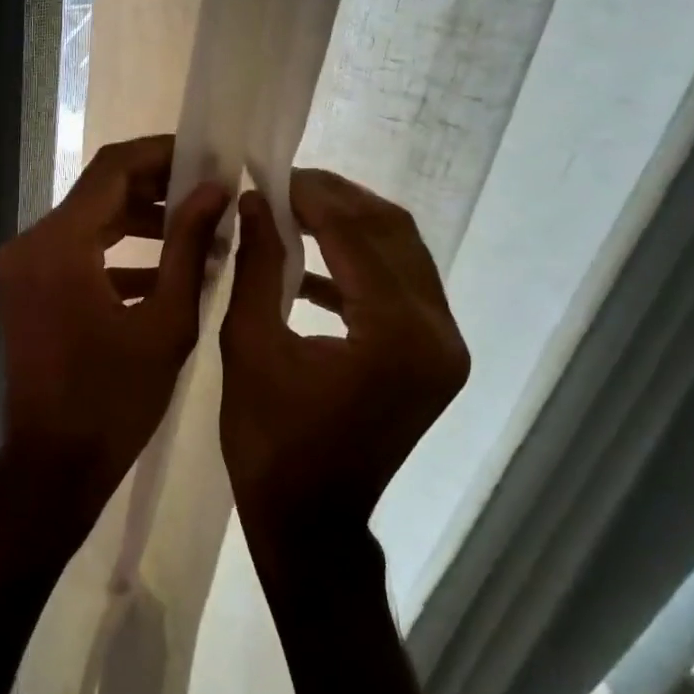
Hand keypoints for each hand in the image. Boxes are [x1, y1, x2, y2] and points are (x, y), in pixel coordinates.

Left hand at [0, 135, 229, 529]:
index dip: (162, 154)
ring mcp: (22, 267)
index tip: (208, 156)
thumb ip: (189, 246)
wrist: (54, 464)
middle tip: (211, 192)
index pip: (112, 169)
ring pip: (88, 221)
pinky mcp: (25, 288)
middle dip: (156, 187)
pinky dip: (115, 253)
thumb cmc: (114, 400)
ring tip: (198, 228)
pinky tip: (163, 268)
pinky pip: (75, 253)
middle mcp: (30, 244)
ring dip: (138, 220)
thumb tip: (216, 190)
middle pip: (98, 192)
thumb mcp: (166, 322)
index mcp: (59, 245)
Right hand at [219, 169, 468, 549]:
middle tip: (283, 184)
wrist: (310, 519)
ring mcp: (444, 347)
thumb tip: (254, 201)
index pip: (356, 234)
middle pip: (393, 234)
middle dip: (337, 200)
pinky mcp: (435, 358)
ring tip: (295, 211)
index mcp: (394, 334)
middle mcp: (437, 333)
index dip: (311, 196)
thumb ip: (256, 263)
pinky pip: (401, 288)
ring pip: (403, 255)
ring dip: (351, 227)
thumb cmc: (268, 441)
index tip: (268, 173)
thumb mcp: (249, 344)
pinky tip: (310, 263)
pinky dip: (359, 265)